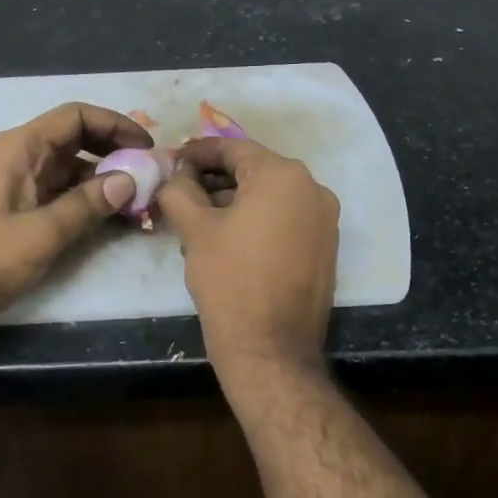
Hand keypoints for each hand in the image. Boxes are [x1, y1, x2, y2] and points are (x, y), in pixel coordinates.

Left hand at [0, 102, 149, 350]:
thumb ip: (86, 205)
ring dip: (102, 184)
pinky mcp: (13, 216)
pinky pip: (57, 199)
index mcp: (18, 149)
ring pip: (68, 173)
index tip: (147, 147)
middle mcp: (17, 160)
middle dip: (114, 155)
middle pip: (75, 142)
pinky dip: (84, 205)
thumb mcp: (39, 234)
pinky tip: (110, 223)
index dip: (115, 124)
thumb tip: (129, 179)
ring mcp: (14, 189)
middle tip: (149, 176)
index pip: (75, 117)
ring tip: (139, 204)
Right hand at [159, 136, 339, 372]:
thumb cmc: (229, 280)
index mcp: (283, 175)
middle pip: (254, 171)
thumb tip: (176, 174)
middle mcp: (313, 188)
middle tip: (181, 192)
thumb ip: (180, 189)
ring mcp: (324, 219)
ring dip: (234, 202)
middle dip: (215, 179)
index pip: (233, 148)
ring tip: (197, 221)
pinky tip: (228, 240)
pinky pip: (286, 219)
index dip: (198, 153)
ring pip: (270, 197)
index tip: (172, 161)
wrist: (271, 349)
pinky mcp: (325, 247)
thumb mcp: (194, 229)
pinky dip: (257, 220)